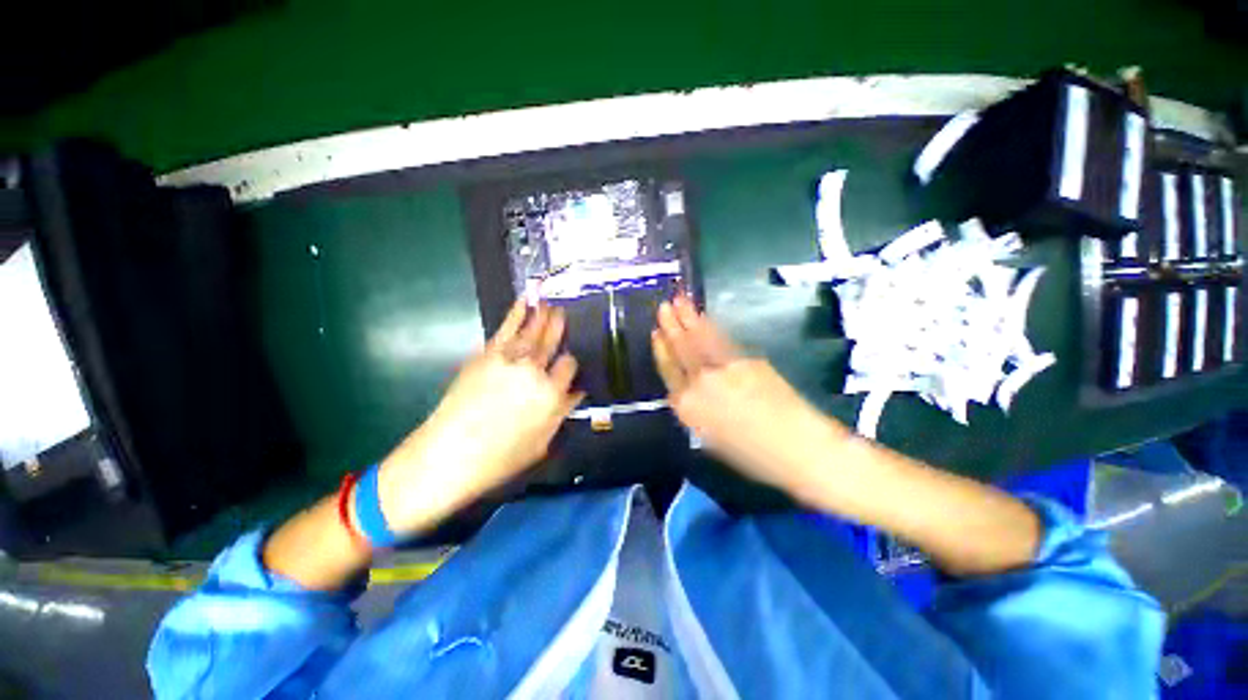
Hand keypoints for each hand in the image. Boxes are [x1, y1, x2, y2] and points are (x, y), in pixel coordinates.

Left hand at [376, 299, 582, 534]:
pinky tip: (524, 302)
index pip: (569, 366)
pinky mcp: (486, 355)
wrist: (448, 455)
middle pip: (552, 343)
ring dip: (542, 316)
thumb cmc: (499, 459)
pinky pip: (506, 329)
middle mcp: (534, 372)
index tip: (567, 364)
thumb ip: (561, 413)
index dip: (570, 363)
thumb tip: (575, 393)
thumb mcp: (541, 443)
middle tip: (565, 313)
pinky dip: (516, 313)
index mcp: (551, 394)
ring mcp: (509, 360)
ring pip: (533, 332)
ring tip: (550, 304)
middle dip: (559, 327)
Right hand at [652, 295, 848, 493]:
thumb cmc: (753, 457)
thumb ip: (695, 413)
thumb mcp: (712, 440)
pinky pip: (721, 340)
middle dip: (671, 326)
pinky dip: (710, 326)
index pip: (669, 372)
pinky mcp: (745, 359)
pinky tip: (703, 317)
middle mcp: (700, 384)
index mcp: (688, 408)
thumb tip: (689, 394)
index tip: (656, 333)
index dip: (661, 351)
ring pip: (700, 340)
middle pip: (682, 350)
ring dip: (688, 318)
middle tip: (663, 306)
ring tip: (678, 301)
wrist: (798, 447)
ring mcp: (723, 368)